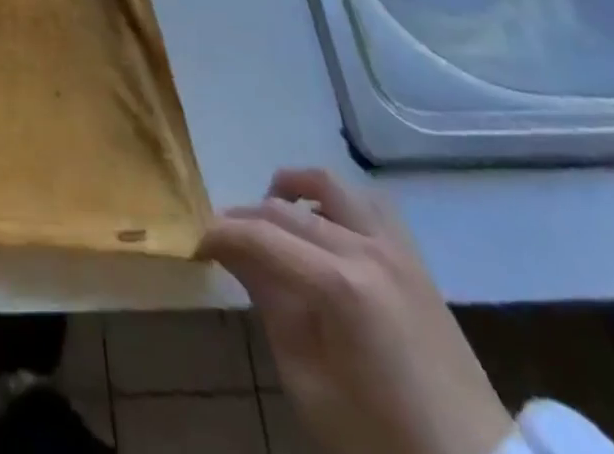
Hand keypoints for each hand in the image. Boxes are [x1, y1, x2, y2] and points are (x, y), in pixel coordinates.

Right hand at [199, 169, 512, 453]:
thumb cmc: (383, 442)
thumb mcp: (309, 385)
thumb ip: (270, 307)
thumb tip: (236, 255)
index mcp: (340, 286)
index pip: (261, 236)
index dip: (221, 234)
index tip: (198, 244)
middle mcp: (367, 250)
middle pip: (287, 210)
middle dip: (246, 217)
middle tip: (224, 240)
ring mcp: (397, 250)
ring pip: (330, 186)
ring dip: (293, 191)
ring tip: (272, 214)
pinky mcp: (415, 260)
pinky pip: (368, 204)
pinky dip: (335, 201)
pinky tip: (322, 225)